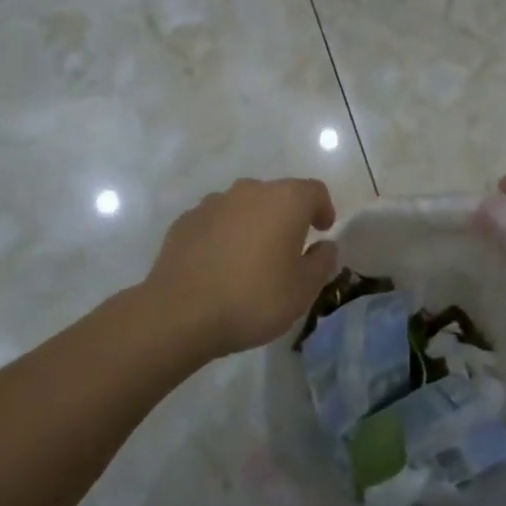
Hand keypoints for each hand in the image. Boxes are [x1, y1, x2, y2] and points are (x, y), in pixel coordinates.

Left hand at [146, 178, 339, 356]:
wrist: (180, 313)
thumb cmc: (253, 298)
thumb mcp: (303, 289)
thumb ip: (322, 262)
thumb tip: (325, 246)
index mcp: (285, 201)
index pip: (314, 191)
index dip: (323, 209)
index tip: (323, 231)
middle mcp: (249, 191)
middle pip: (277, 195)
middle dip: (287, 216)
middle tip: (289, 248)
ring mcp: (212, 203)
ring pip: (244, 206)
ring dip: (253, 224)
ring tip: (252, 258)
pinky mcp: (185, 221)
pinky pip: (216, 221)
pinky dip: (225, 235)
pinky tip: (221, 264)